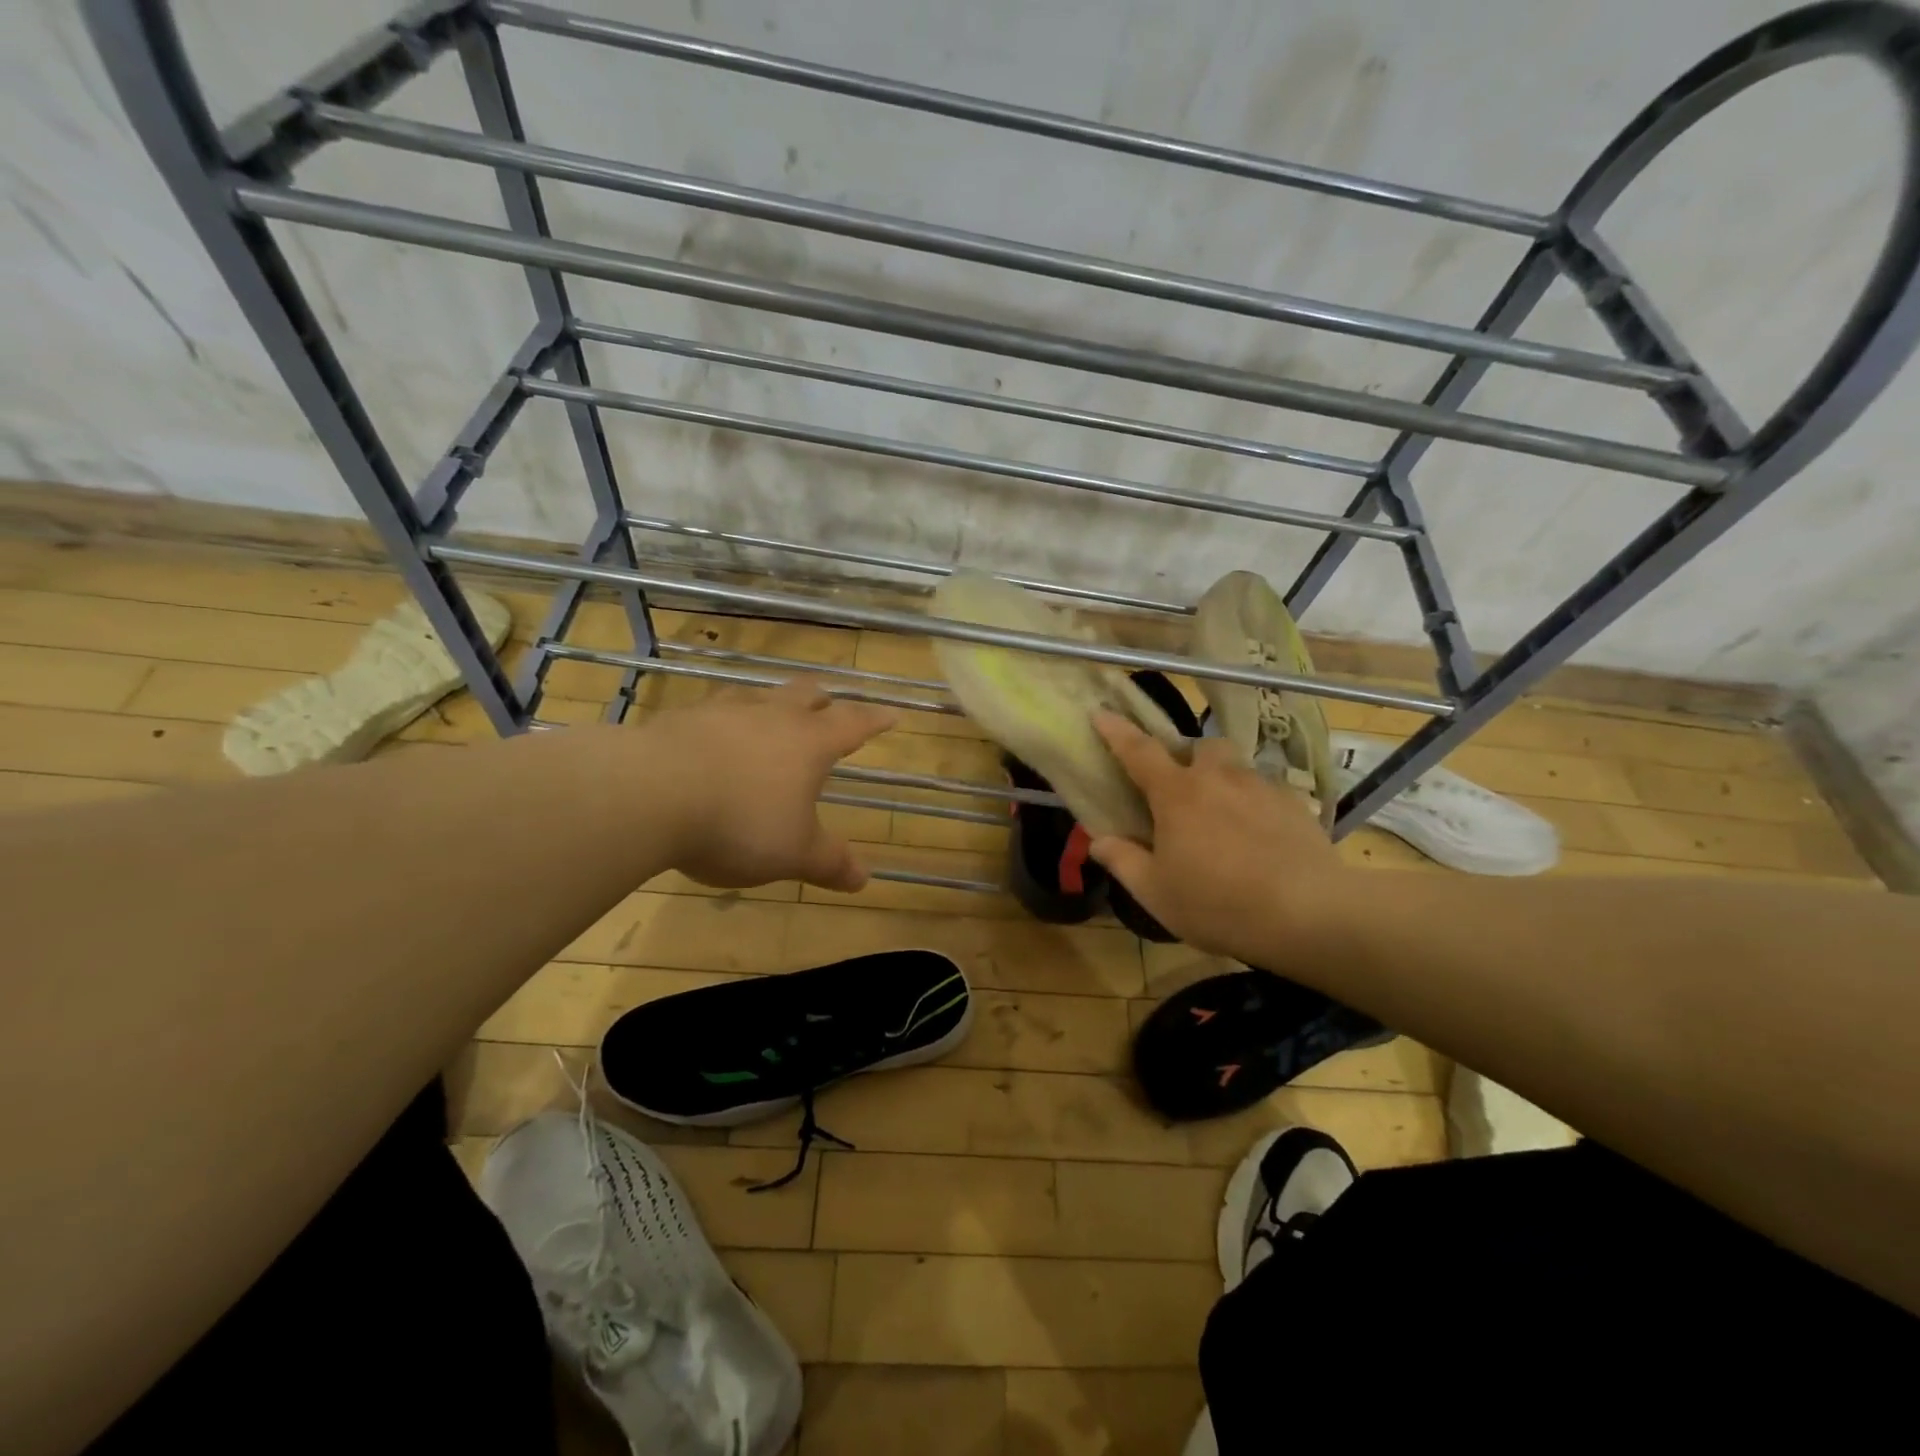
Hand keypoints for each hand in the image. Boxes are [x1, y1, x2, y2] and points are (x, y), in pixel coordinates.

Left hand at [634, 678, 895, 891]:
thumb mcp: (793, 853)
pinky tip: (711, 735)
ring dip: (770, 704)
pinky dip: (722, 721)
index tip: (892, 714)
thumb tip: (864, 878)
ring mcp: (723, 712)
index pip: (853, 724)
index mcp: (809, 743)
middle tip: (830, 704)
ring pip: (757, 696)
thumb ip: (829, 862)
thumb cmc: (739, 823)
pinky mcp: (680, 720)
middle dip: (823, 700)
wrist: (649, 795)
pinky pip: (712, 711)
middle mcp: (771, 716)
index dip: (875, 720)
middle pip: (805, 694)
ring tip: (770, 714)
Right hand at [1087, 713, 1352, 965]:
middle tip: (1183, 788)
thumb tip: (1098, 840)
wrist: (1308, 912)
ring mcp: (1260, 787)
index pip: (1138, 751)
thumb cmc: (1217, 903)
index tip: (1101, 712)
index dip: (1116, 731)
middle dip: (1189, 758)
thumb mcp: (1156, 892)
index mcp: (1176, 795)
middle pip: (1201, 746)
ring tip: (1226, 816)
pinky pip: (1267, 791)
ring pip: (1237, 767)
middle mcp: (1218, 778)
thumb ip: (1123, 861)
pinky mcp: (1295, 804)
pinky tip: (1260, 837)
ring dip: (1224, 780)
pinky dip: (1255, 804)